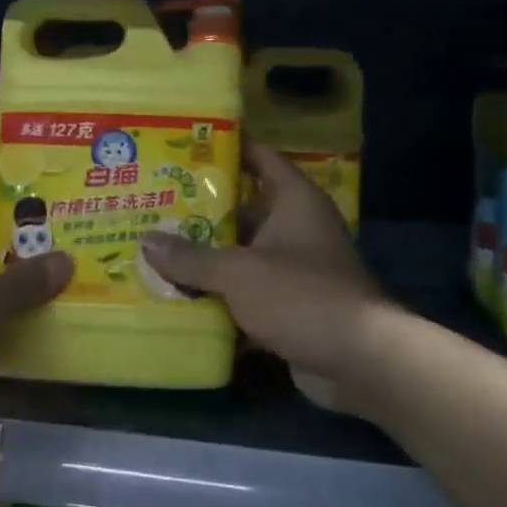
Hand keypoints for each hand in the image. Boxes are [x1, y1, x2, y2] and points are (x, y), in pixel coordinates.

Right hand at [140, 142, 387, 385]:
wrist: (360, 362)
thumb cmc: (302, 296)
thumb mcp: (239, 272)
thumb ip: (191, 257)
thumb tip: (146, 242)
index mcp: (294, 201)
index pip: (259, 157)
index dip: (226, 147)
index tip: (184, 144)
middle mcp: (296, 227)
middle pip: (243, 207)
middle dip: (200, 208)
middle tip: (153, 200)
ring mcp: (294, 268)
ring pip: (241, 252)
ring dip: (206, 255)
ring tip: (155, 246)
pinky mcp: (289, 304)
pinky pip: (246, 290)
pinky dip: (219, 293)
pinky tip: (178, 295)